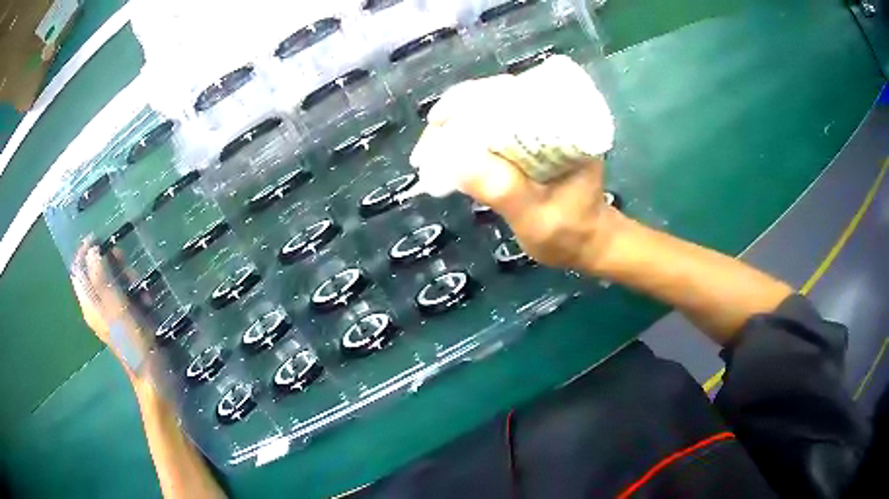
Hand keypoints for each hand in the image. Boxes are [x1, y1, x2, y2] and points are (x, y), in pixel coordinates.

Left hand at [70, 239, 145, 364]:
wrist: (153, 377)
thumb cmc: (133, 344)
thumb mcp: (117, 309)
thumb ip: (103, 280)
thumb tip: (92, 250)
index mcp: (90, 306)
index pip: (78, 270)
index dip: (85, 251)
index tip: (99, 237)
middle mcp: (97, 308)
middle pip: (96, 273)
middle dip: (110, 263)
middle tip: (125, 261)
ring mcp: (111, 314)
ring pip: (112, 283)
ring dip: (125, 277)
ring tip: (140, 284)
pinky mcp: (125, 319)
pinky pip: (125, 295)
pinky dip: (134, 292)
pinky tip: (147, 299)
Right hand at [412, 76, 620, 269]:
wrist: (588, 244)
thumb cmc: (569, 233)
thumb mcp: (536, 217)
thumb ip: (503, 190)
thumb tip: (453, 158)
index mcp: (566, 122)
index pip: (512, 92)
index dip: (470, 100)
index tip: (439, 121)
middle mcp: (553, 115)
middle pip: (496, 96)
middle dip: (455, 114)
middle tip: (427, 146)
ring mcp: (540, 127)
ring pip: (490, 111)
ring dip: (456, 127)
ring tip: (430, 152)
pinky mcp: (529, 141)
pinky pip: (492, 129)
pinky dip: (466, 139)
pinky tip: (448, 155)